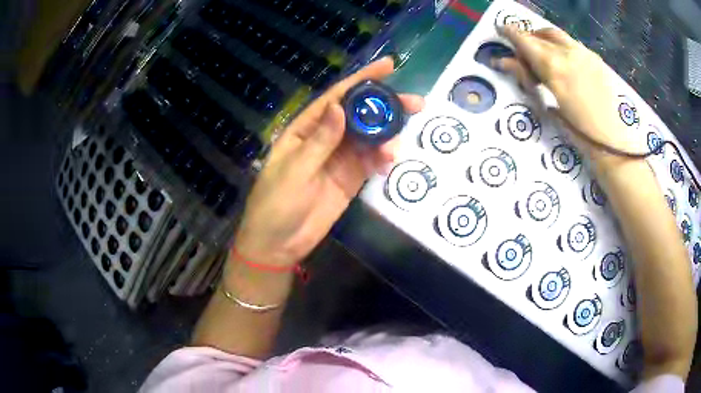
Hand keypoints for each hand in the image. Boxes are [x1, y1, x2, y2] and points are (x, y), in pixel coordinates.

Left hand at [233, 57, 424, 266]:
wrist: (278, 244)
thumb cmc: (276, 204)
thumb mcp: (295, 170)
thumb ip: (320, 141)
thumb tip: (339, 106)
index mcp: (305, 129)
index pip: (336, 97)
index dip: (361, 80)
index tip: (388, 66)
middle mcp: (325, 139)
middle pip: (358, 115)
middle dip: (384, 106)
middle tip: (415, 103)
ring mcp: (339, 159)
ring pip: (368, 138)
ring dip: (387, 134)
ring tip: (402, 137)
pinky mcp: (349, 179)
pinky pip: (370, 163)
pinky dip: (382, 159)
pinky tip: (391, 158)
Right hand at [495, 25, 638, 159]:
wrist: (611, 140)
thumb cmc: (577, 130)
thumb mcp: (548, 104)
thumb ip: (527, 77)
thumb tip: (504, 62)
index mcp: (553, 66)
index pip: (524, 39)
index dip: (510, 32)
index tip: (501, 29)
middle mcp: (567, 52)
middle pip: (539, 34)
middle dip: (528, 39)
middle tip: (523, 53)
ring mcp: (583, 53)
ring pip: (556, 35)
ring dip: (544, 39)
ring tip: (543, 56)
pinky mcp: (595, 58)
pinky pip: (571, 43)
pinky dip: (560, 46)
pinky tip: (564, 63)